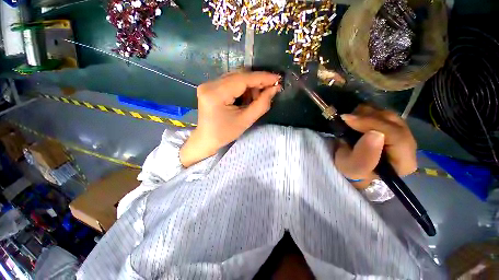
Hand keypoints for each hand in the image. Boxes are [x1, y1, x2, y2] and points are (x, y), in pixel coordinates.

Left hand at [180, 71, 280, 166]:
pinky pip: (230, 82)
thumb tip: (274, 89)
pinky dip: (242, 88)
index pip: (243, 79)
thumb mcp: (245, 121)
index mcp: (216, 94)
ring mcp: (208, 84)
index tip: (277, 79)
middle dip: (257, 82)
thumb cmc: (224, 134)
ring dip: (250, 86)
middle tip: (270, 90)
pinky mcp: (210, 87)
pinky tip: (247, 97)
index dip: (262, 78)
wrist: (206, 139)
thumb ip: (261, 104)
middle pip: (239, 76)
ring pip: (236, 77)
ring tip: (257, 97)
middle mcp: (210, 84)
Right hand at [334, 105, 416, 188]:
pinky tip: (356, 118)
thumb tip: (374, 133)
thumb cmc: (352, 171)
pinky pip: (383, 114)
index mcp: (404, 162)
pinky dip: (368, 112)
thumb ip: (364, 156)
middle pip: (394, 123)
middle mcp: (408, 146)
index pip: (397, 137)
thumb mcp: (353, 168)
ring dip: (367, 113)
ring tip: (349, 119)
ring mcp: (401, 134)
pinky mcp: (392, 127)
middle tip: (346, 118)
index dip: (373, 125)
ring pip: (389, 115)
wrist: (351, 166)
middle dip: (368, 117)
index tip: (348, 120)